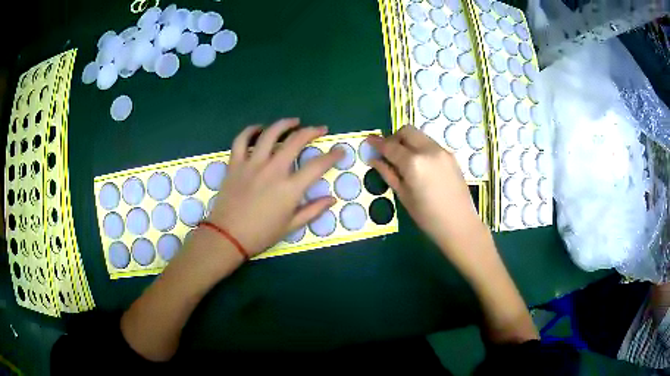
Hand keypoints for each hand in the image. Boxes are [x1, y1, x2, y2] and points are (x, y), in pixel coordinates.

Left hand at [207, 118, 342, 256]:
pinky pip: (242, 140)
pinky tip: (259, 129)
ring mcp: (252, 164)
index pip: (318, 165)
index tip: (340, 151)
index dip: (333, 156)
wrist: (228, 237)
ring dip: (284, 124)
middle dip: (312, 131)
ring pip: (270, 134)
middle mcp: (273, 170)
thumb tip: (332, 199)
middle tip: (320, 129)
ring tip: (294, 121)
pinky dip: (250, 131)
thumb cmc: (261, 234)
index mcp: (290, 188)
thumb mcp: (291, 226)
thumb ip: (313, 210)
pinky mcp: (235, 164)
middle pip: (296, 141)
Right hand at [366, 125, 487, 262]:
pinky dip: (420, 148)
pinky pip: (431, 144)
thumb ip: (388, 173)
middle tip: (388, 152)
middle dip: (394, 138)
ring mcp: (442, 151)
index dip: (377, 143)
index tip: (368, 141)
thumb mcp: (404, 196)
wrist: (460, 224)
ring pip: (420, 136)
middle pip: (407, 131)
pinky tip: (420, 166)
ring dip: (408, 142)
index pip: (390, 146)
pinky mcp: (451, 156)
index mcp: (414, 163)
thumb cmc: (427, 217)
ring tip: (404, 161)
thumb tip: (374, 159)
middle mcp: (428, 150)